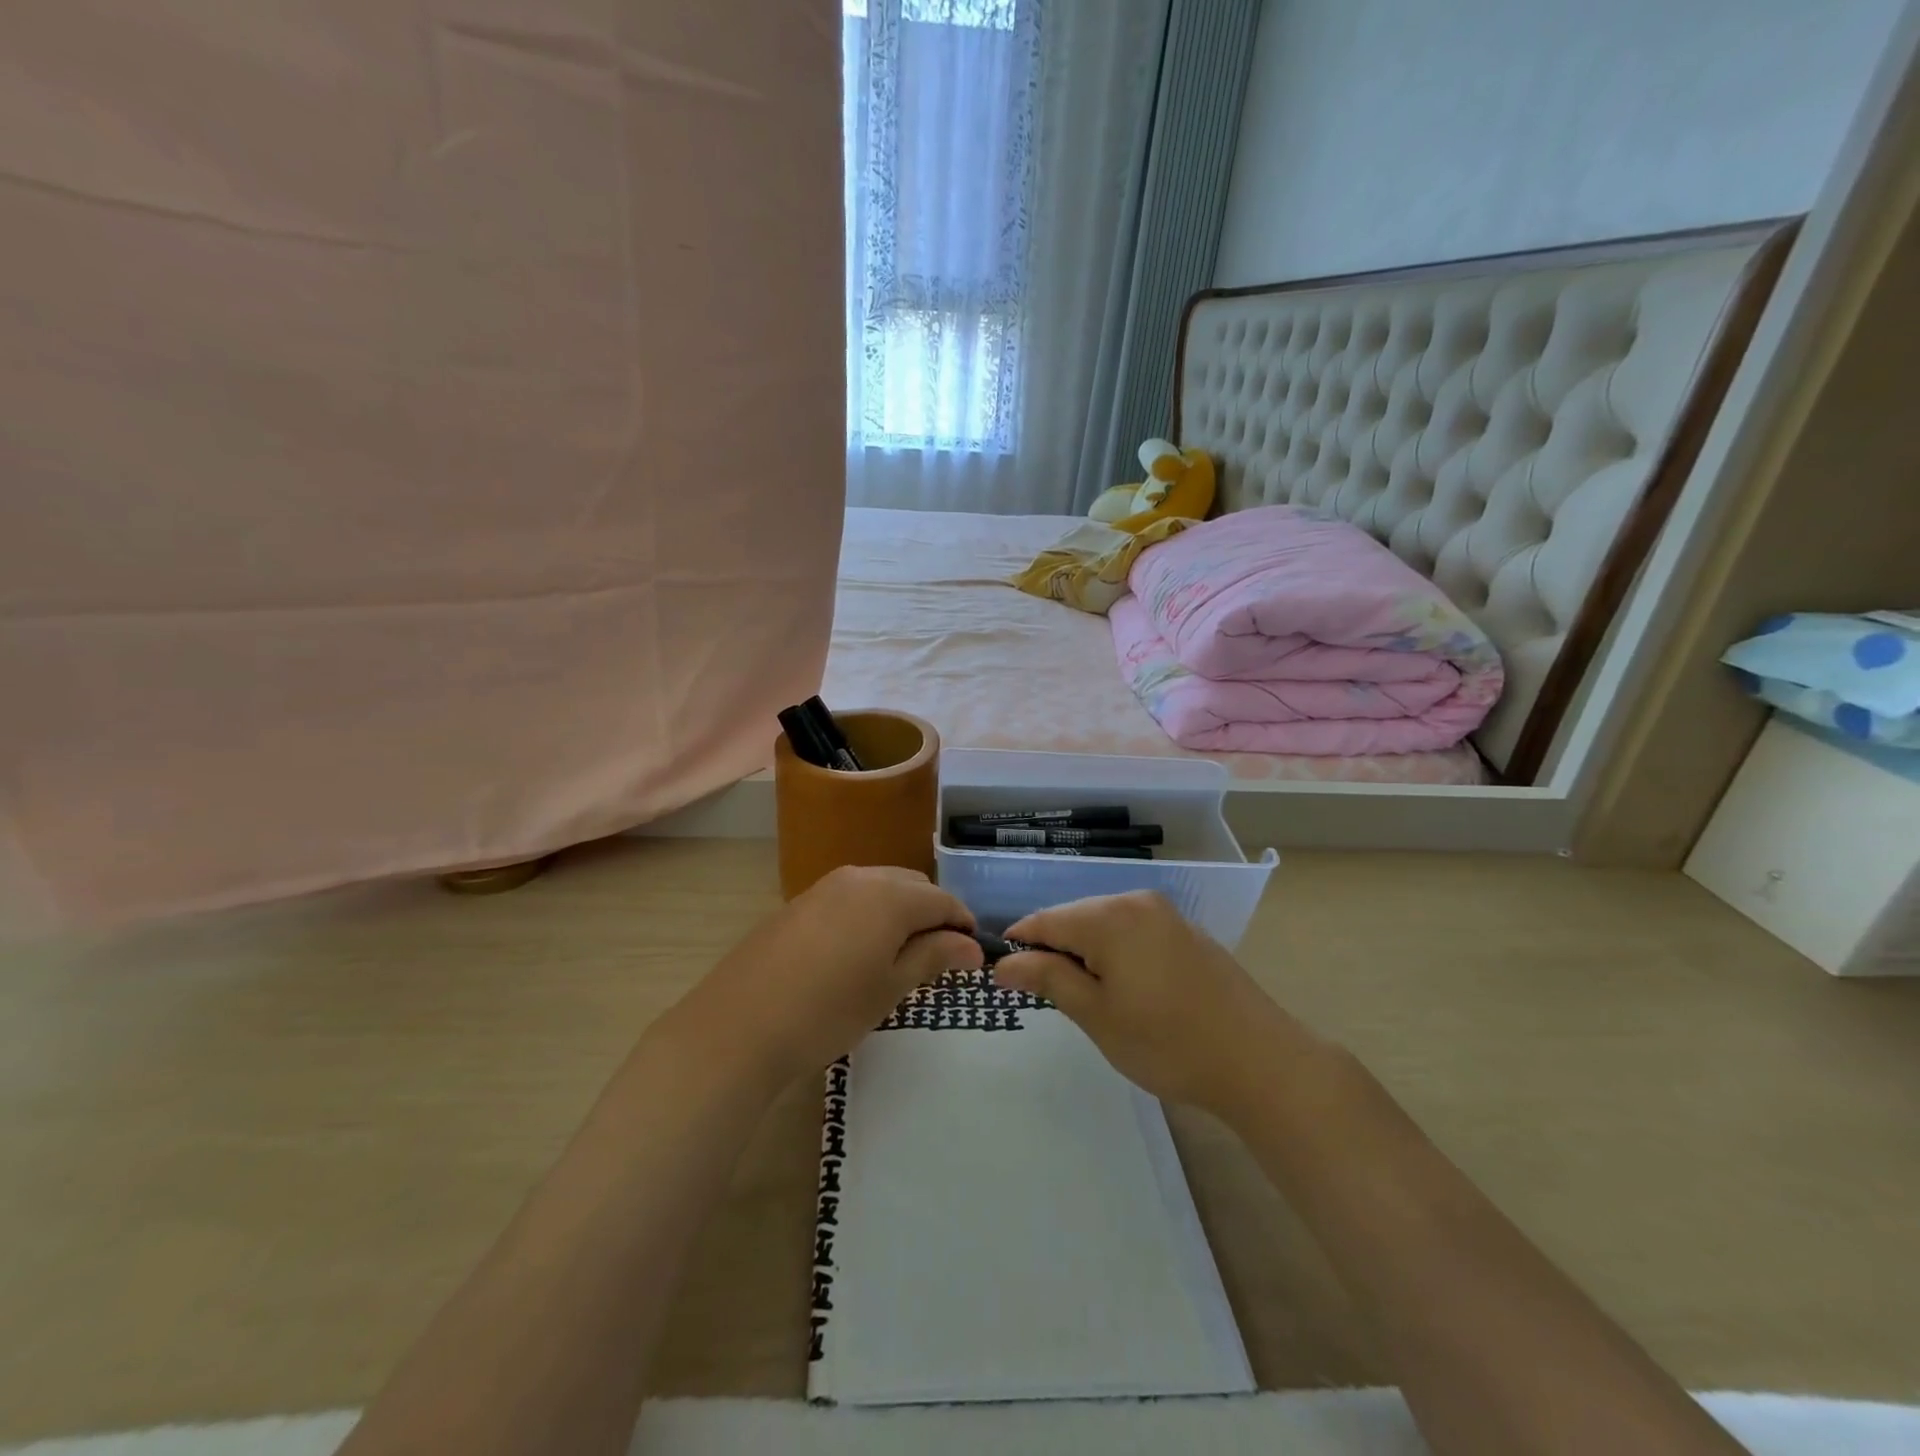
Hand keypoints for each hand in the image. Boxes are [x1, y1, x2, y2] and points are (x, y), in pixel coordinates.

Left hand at [672, 866, 981, 1083]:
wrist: (738, 1026)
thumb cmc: (828, 1011)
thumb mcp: (889, 987)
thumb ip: (934, 956)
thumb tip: (973, 945)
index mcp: (889, 895)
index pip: (943, 900)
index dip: (963, 925)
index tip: (972, 957)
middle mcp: (860, 877)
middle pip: (913, 886)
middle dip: (933, 915)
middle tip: (938, 959)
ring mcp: (825, 886)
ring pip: (880, 888)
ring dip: (900, 913)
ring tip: (900, 957)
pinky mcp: (800, 902)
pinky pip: (850, 898)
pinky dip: (869, 915)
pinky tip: (859, 952)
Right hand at [995, 890, 1308, 1115]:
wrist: (1260, 1061)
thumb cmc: (1167, 1042)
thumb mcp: (1097, 1015)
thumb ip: (1048, 979)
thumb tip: (1004, 963)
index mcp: (1108, 916)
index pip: (1043, 921)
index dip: (1018, 945)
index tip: (1003, 977)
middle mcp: (1135, 901)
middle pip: (1074, 918)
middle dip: (1054, 951)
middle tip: (1048, 998)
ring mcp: (1165, 914)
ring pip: (1103, 924)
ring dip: (1085, 953)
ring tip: (1088, 999)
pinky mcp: (1185, 931)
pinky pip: (1133, 931)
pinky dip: (1116, 953)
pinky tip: (1127, 990)